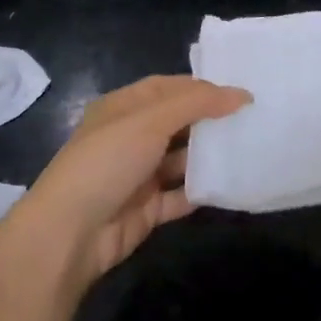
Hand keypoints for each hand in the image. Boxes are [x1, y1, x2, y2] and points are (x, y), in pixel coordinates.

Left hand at [3, 75, 249, 291]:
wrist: (70, 233)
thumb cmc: (107, 161)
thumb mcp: (150, 121)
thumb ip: (197, 104)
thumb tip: (241, 94)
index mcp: (123, 108)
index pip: (168, 87)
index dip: (201, 87)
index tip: (239, 92)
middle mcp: (130, 137)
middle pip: (177, 122)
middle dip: (209, 121)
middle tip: (251, 120)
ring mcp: (138, 174)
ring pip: (181, 159)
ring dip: (208, 156)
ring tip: (248, 149)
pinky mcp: (146, 209)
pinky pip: (180, 195)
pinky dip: (202, 190)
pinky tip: (231, 185)